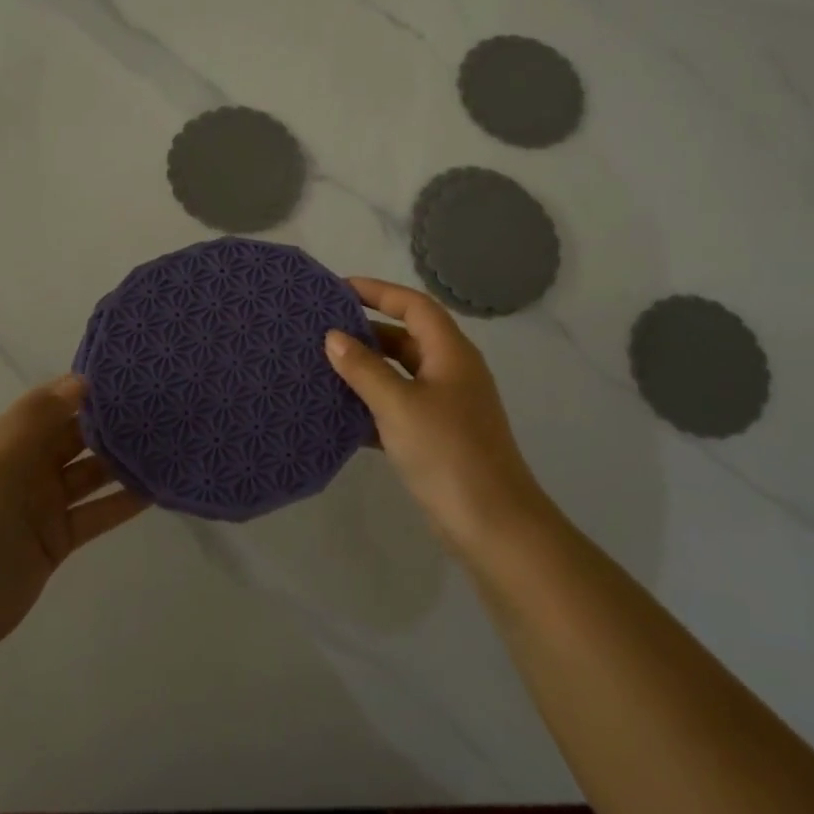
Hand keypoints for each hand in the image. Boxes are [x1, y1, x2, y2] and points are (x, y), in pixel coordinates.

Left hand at [0, 375, 146, 658]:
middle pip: (78, 437)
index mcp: (10, 441)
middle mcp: (30, 466)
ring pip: (93, 474)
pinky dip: (124, 502)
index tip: (132, 376)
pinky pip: (98, 512)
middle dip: (113, 423)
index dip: (87, 389)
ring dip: (124, 461)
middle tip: (163, 407)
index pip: (54, 404)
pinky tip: (156, 489)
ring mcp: (46, 504)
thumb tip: (82, 380)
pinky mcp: (60, 539)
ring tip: (168, 444)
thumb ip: (38, 420)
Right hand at [325, 278, 549, 556]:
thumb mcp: (398, 405)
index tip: (338, 289)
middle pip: (406, 338)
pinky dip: (371, 407)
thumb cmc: (447, 452)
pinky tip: (339, 415)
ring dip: (365, 371)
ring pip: (400, 375)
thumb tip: (334, 337)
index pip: (414, 306)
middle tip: (321, 330)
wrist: (492, 524)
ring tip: (322, 367)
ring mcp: (446, 407)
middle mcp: (451, 372)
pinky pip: (399, 409)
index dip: (378, 292)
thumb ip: (364, 369)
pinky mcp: (437, 437)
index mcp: (450, 353)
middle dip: (366, 332)